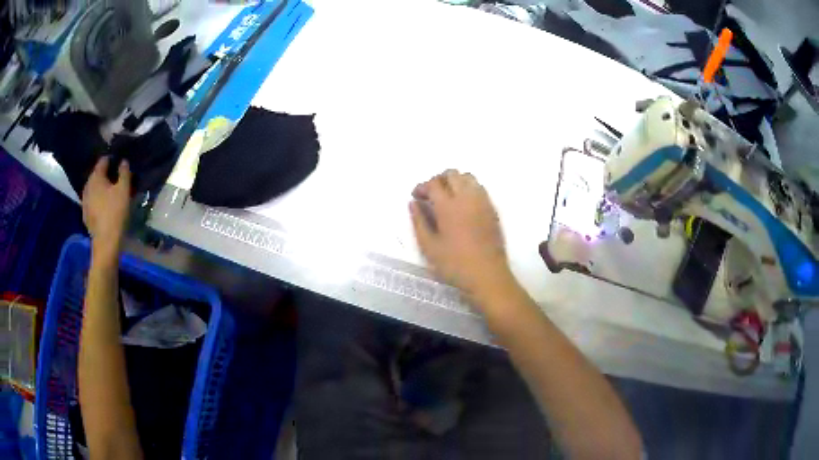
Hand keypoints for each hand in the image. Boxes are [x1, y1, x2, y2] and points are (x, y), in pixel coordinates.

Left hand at [82, 157, 130, 259]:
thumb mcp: (124, 190)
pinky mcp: (86, 215)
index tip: (119, 163)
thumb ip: (124, 173)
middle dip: (105, 174)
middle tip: (116, 178)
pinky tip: (104, 205)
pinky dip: (98, 199)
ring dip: (101, 188)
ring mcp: (85, 201)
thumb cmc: (115, 212)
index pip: (103, 161)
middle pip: (96, 175)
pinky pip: (92, 201)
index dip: (111, 160)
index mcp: (96, 177)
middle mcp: (88, 186)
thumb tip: (123, 161)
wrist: (106, 242)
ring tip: (110, 192)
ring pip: (93, 188)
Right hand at [410, 170, 515, 305]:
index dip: (422, 187)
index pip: (433, 183)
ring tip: (447, 197)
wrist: (487, 275)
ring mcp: (482, 202)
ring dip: (455, 181)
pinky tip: (463, 205)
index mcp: (448, 206)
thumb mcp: (429, 247)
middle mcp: (467, 197)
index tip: (416, 197)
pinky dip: (468, 188)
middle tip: (430, 194)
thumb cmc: (454, 265)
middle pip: (452, 174)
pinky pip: (479, 188)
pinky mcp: (492, 209)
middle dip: (438, 180)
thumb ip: (419, 222)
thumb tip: (413, 204)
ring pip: (468, 178)